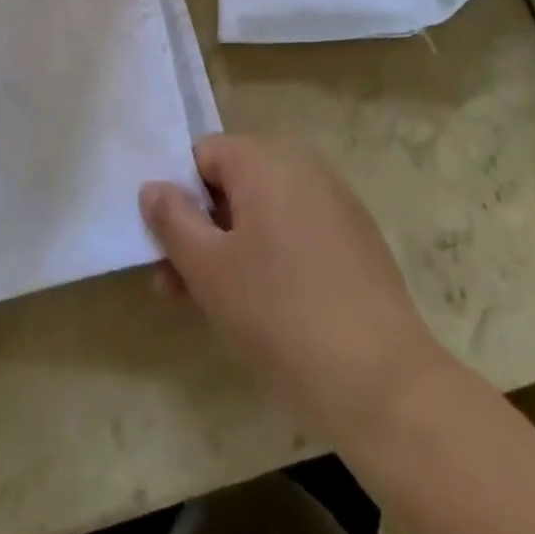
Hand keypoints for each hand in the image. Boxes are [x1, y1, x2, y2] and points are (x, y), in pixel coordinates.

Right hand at [139, 135, 436, 444]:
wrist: (381, 379)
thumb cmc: (279, 313)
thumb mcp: (209, 269)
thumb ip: (173, 220)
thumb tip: (153, 186)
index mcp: (263, 157)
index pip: (202, 155)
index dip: (179, 197)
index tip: (168, 248)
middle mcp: (300, 162)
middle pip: (233, 181)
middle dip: (202, 227)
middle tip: (178, 284)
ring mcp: (333, 197)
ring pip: (263, 209)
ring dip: (232, 246)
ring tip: (212, 304)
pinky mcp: (355, 234)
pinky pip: (296, 228)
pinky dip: (272, 254)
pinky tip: (265, 305)